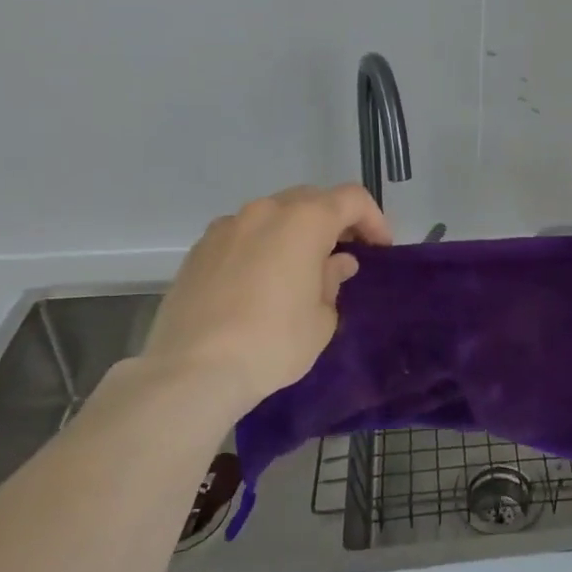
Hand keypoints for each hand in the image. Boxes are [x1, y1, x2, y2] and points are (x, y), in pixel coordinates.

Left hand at [135, 184, 390, 409]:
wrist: (192, 371)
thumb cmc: (273, 342)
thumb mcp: (322, 318)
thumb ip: (333, 280)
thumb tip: (336, 263)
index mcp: (304, 220)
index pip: (352, 199)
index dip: (373, 219)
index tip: (379, 249)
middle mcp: (265, 211)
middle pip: (311, 199)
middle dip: (333, 221)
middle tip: (345, 254)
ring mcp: (226, 227)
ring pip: (273, 214)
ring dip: (294, 232)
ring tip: (300, 269)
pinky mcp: (199, 249)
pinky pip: (242, 235)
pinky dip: (261, 246)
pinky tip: (259, 282)